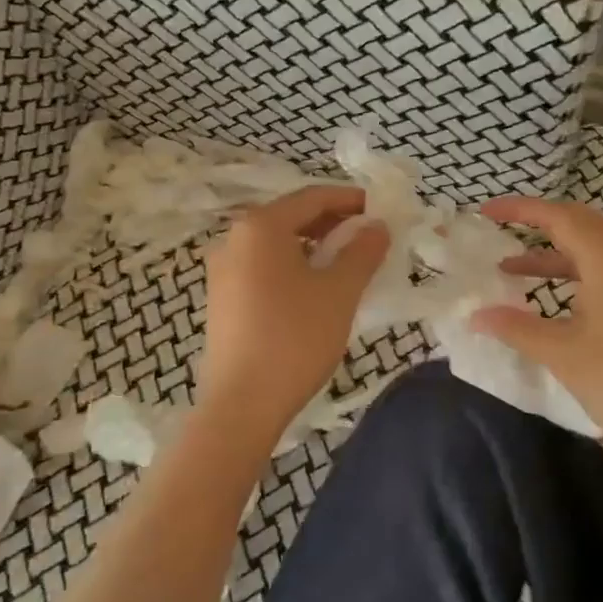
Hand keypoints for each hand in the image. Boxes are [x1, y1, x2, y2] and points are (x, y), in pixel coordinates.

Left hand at [199, 185, 390, 434]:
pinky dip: (293, 266)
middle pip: (291, 217)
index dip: (350, 199)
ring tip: (347, 263)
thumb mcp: (339, 291)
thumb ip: (363, 251)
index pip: (312, 197)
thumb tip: (377, 226)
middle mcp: (234, 238)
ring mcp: (223, 270)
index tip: (381, 208)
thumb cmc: (295, 338)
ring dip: (314, 246)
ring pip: (277, 244)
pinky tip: (315, 288)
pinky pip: (263, 267)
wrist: (242, 404)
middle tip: (369, 237)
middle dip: (333, 222)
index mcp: (260, 227)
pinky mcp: (222, 298)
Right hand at [472, 196, 602, 443]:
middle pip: (578, 222)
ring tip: (510, 267)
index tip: (486, 211)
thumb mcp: (561, 353)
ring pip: (591, 245)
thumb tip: (475, 316)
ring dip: (552, 251)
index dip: (520, 209)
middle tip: (499, 229)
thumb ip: (516, 327)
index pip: (559, 217)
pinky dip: (571, 269)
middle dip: (537, 222)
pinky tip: (548, 291)